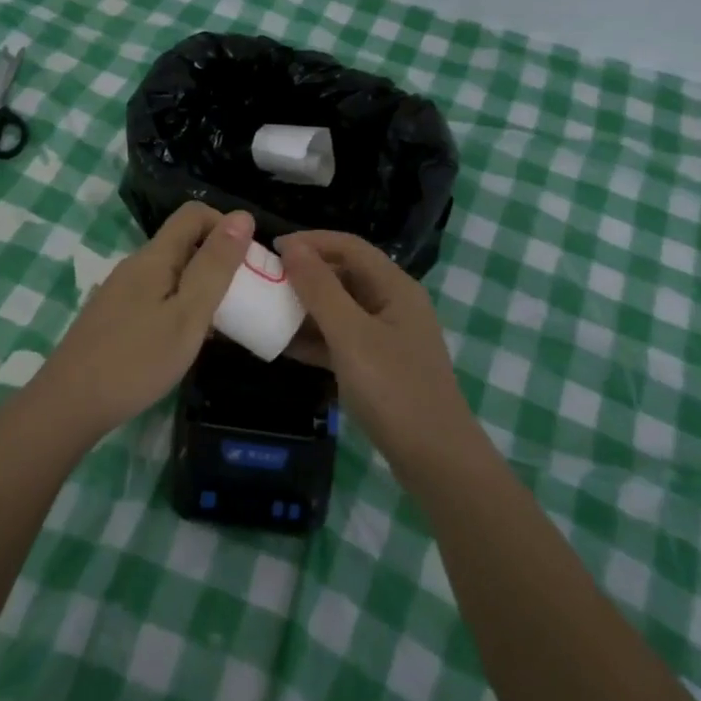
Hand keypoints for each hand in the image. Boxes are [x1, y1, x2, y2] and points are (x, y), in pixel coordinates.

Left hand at [38, 203, 252, 436]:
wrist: (69, 405)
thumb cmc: (137, 360)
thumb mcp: (189, 313)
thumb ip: (215, 265)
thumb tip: (242, 215)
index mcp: (154, 256)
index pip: (194, 213)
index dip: (226, 227)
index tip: (246, 264)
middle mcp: (135, 265)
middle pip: (183, 242)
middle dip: (217, 260)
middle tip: (240, 300)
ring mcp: (121, 291)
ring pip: (171, 272)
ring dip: (200, 286)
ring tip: (218, 324)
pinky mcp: (114, 316)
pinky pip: (157, 295)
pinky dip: (179, 306)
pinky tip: (184, 341)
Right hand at [275, 230, 475, 474]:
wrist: (435, 459)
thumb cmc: (394, 389)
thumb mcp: (351, 335)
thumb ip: (320, 289)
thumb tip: (292, 247)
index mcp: (395, 287)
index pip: (350, 246)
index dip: (311, 241)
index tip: (271, 248)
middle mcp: (393, 304)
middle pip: (345, 274)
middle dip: (305, 273)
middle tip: (264, 279)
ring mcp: (387, 336)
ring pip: (340, 308)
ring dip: (306, 306)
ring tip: (266, 308)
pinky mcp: (378, 365)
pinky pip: (341, 339)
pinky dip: (314, 338)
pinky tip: (282, 344)